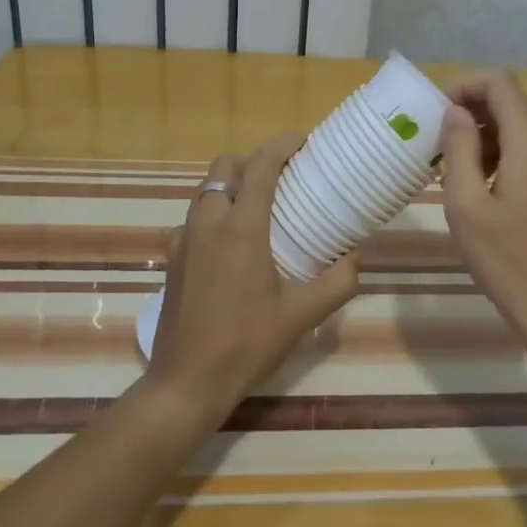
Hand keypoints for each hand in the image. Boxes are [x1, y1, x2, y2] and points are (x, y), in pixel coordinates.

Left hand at [145, 133, 358, 413]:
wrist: (185, 383)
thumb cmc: (246, 344)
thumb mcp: (302, 316)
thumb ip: (337, 282)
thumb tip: (355, 256)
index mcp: (242, 228)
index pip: (260, 165)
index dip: (282, 144)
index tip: (304, 143)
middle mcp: (209, 222)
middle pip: (226, 166)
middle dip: (253, 160)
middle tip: (282, 177)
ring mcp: (184, 239)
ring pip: (207, 189)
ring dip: (233, 184)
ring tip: (260, 207)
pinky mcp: (172, 257)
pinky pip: (195, 216)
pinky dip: (216, 212)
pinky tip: (233, 244)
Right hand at [441, 71, 526, 347]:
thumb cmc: (506, 260)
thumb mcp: (466, 204)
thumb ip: (459, 148)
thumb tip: (456, 112)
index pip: (500, 83)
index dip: (465, 86)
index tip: (438, 115)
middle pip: (511, 100)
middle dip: (472, 110)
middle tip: (439, 142)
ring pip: (519, 123)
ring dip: (485, 132)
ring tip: (453, 166)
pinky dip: (501, 150)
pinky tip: (479, 182)